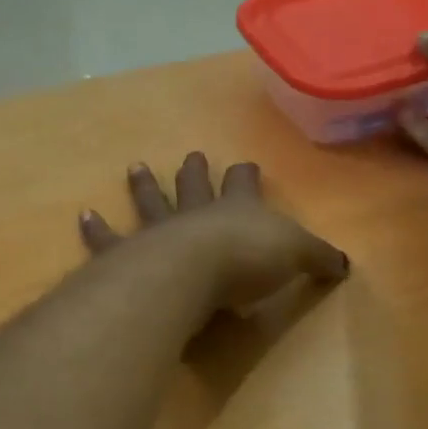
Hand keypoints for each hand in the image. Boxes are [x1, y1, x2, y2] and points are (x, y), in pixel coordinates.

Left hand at [80, 153, 348, 312]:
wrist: (191, 273)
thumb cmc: (248, 259)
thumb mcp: (296, 255)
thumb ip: (318, 257)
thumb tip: (343, 264)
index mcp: (238, 209)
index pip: (245, 185)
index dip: (247, 176)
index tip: (246, 164)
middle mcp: (197, 213)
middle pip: (197, 186)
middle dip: (197, 171)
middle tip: (193, 155)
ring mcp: (159, 231)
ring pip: (152, 202)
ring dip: (145, 186)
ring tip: (136, 167)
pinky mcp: (129, 255)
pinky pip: (110, 240)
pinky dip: (97, 230)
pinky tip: (84, 215)